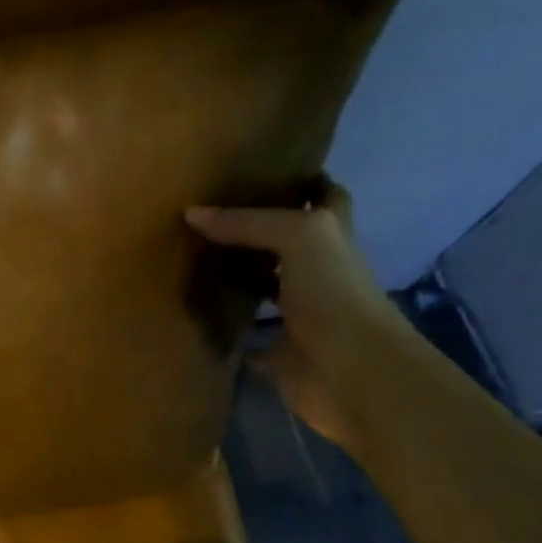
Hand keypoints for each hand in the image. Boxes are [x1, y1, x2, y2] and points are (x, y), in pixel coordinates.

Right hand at [185, 178, 414, 450]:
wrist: (349, 371)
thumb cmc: (333, 294)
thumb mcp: (298, 237)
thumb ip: (248, 223)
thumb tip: (192, 214)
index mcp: (331, 240)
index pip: (325, 198)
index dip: (304, 182)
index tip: (265, 171)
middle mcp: (317, 274)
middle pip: (285, 245)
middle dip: (254, 232)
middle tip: (208, 217)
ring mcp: (298, 316)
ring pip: (263, 290)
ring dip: (236, 280)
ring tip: (191, 261)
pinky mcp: (278, 353)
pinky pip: (247, 338)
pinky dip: (226, 331)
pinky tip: (195, 317)